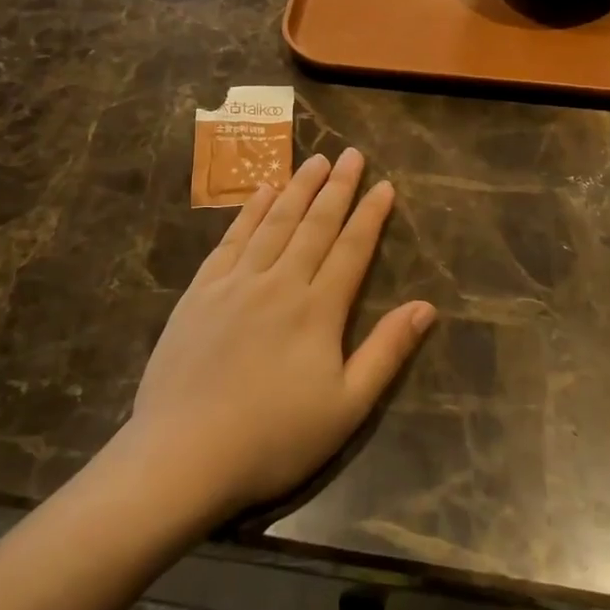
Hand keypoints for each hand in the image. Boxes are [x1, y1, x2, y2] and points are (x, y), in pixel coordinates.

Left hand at [125, 150, 435, 519]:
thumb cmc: (273, 439)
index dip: (370, 215)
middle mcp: (279, 282)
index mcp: (317, 310)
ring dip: (297, 188)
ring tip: (315, 161)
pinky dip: (250, 211)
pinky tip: (261, 192)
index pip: (351, 248)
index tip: (385, 185)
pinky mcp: (201, 291)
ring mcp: (236, 283)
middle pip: (314, 224)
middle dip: (337, 188)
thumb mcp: (346, 408)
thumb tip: (427, 307)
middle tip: (352, 154)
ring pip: (274, 222)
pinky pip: (232, 239)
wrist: (182, 455)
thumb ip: (386, 352)